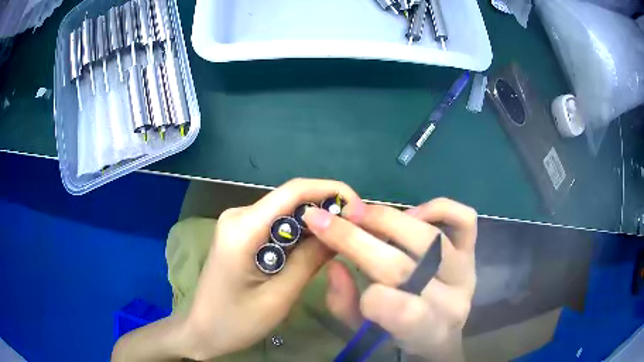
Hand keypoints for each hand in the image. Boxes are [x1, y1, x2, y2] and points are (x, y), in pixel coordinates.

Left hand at [182, 178, 361, 359]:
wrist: (202, 330)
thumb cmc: (235, 322)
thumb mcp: (278, 297)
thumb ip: (310, 260)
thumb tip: (342, 229)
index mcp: (242, 228)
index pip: (293, 191)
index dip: (331, 192)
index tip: (360, 210)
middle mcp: (238, 215)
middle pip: (291, 199)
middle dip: (327, 211)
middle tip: (357, 233)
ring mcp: (238, 222)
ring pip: (286, 212)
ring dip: (315, 224)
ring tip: (342, 242)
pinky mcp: (241, 233)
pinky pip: (277, 224)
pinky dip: (300, 234)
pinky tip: (315, 250)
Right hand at [304, 198, 476, 361]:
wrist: (440, 330)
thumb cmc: (398, 335)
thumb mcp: (365, 332)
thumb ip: (345, 304)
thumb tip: (335, 264)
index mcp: (427, 332)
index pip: (404, 312)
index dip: (369, 293)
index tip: (336, 264)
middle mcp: (453, 300)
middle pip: (405, 267)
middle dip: (355, 239)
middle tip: (325, 219)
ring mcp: (466, 271)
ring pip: (430, 237)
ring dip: (386, 219)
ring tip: (358, 213)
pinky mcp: (472, 251)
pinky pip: (465, 218)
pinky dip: (437, 207)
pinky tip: (410, 213)